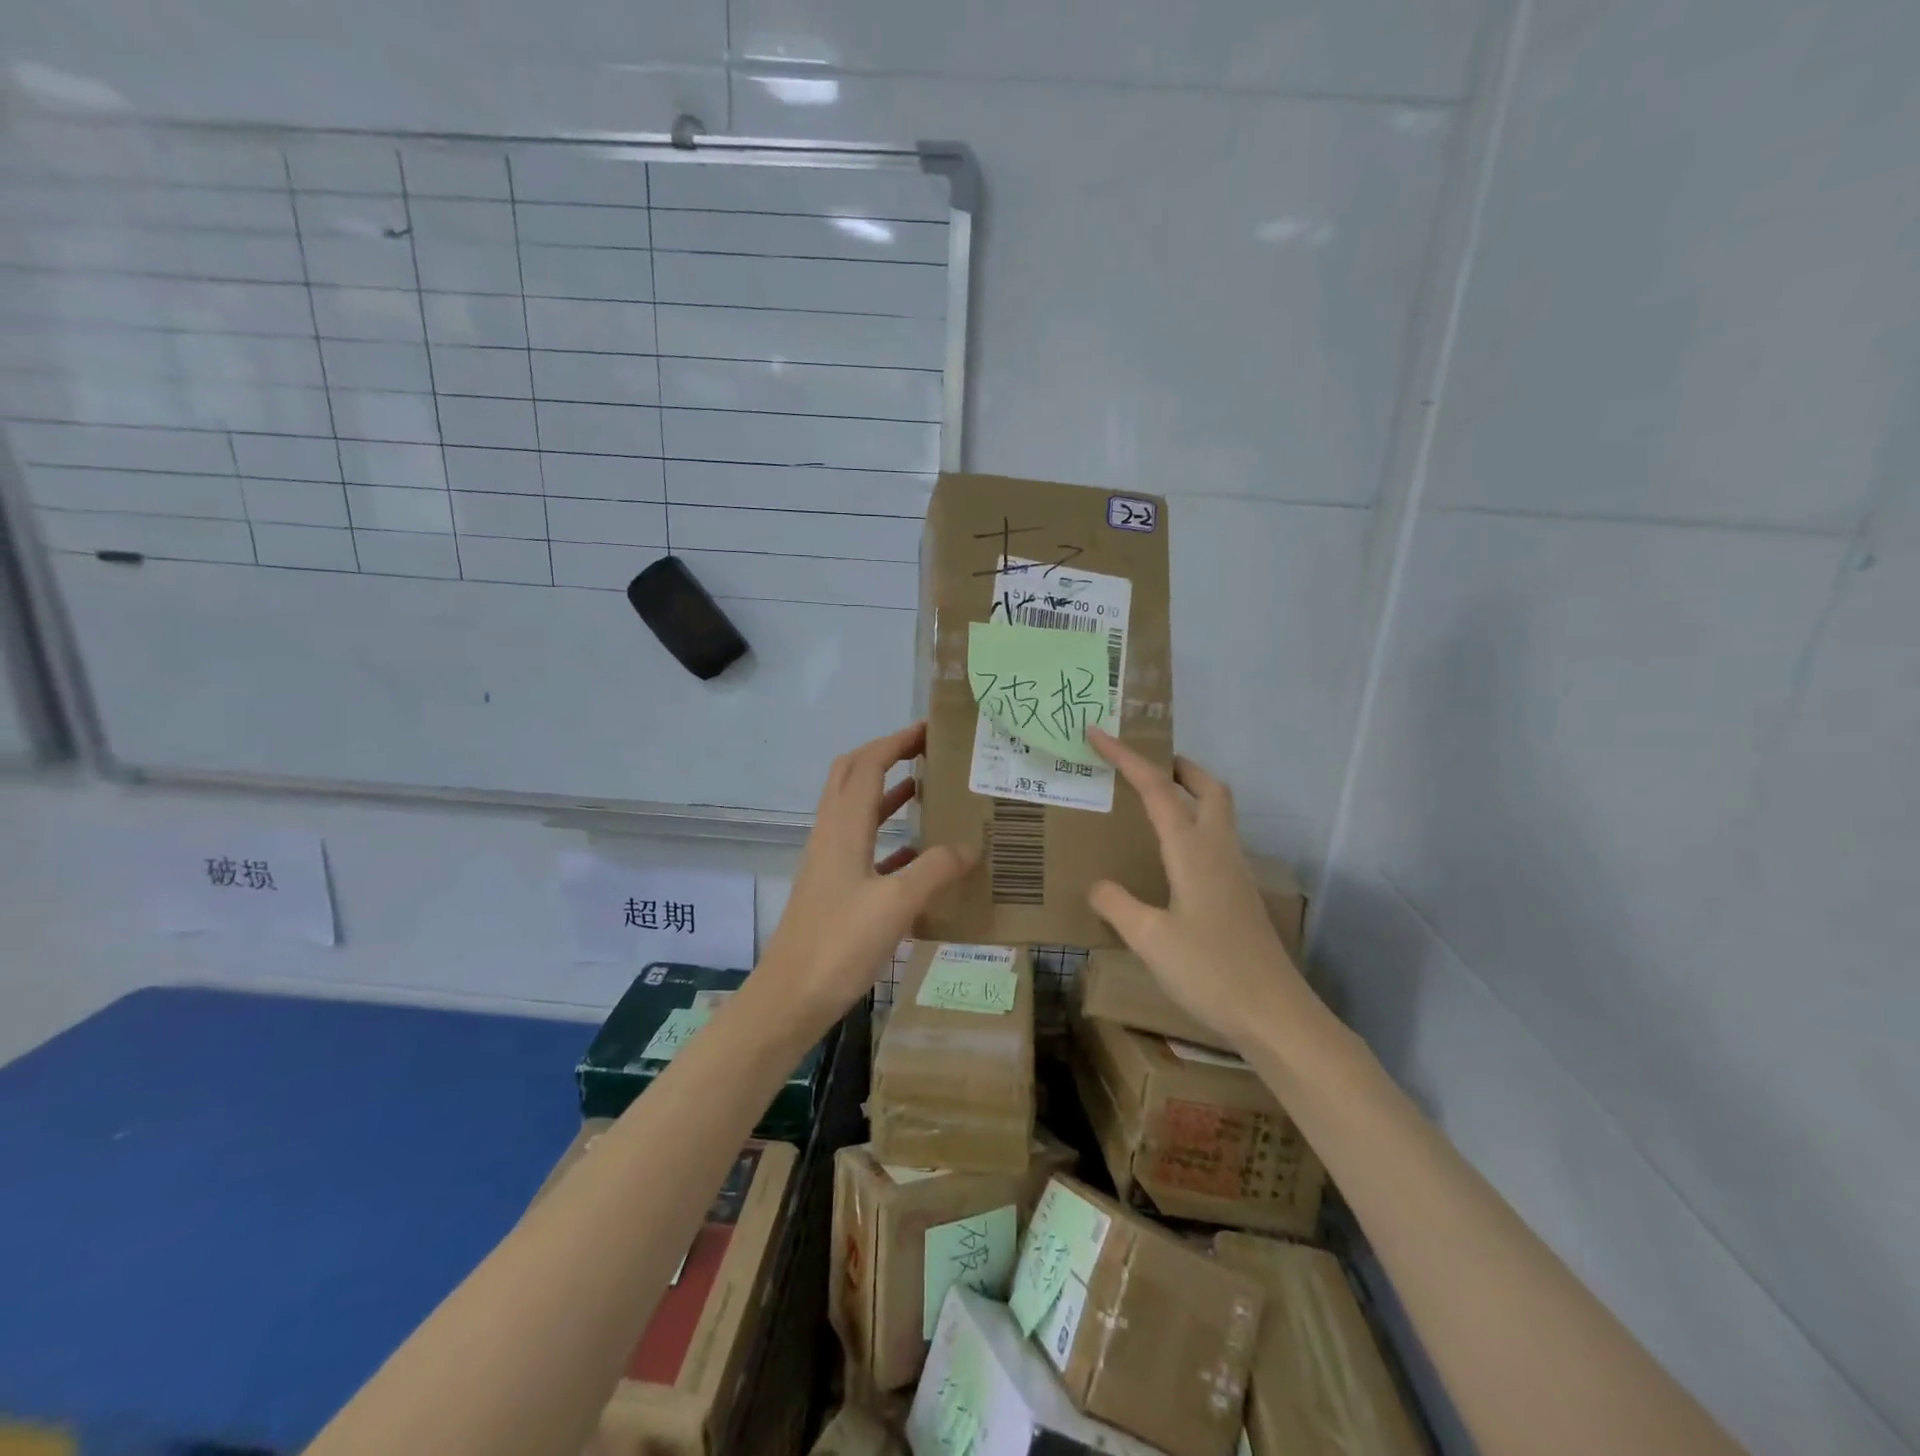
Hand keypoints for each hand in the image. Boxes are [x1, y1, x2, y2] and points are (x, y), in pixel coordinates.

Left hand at [756, 722, 976, 1035]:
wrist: (790, 999)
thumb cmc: (840, 945)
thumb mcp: (896, 904)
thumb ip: (935, 869)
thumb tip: (971, 846)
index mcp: (842, 828)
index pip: (867, 765)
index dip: (896, 742)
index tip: (930, 730)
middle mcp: (831, 835)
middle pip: (851, 777)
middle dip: (885, 756)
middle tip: (924, 752)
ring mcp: (829, 862)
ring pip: (856, 811)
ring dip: (886, 793)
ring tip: (927, 790)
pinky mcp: (833, 889)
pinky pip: (863, 848)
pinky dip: (889, 838)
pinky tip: (919, 855)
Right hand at [1085, 727, 1313, 1050]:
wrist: (1275, 1015)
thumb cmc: (1210, 972)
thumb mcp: (1149, 939)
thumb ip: (1117, 904)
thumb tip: (1098, 885)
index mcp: (1193, 851)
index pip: (1157, 789)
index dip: (1126, 757)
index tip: (1097, 733)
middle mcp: (1218, 850)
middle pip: (1208, 787)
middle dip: (1176, 766)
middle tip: (1142, 767)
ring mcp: (1235, 872)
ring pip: (1217, 812)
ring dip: (1188, 794)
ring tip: (1150, 804)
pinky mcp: (1240, 894)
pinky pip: (1215, 840)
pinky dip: (1192, 826)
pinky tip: (1170, 857)